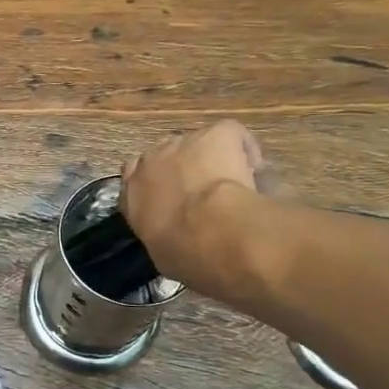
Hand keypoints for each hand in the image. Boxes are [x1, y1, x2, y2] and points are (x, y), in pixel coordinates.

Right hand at [120, 120, 267, 299]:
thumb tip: (179, 242)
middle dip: (183, 170)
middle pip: (166, 157)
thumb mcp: (163, 255)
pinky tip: (255, 170)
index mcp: (133, 193)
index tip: (173, 202)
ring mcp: (183, 143)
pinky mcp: (216, 133)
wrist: (212, 232)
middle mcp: (152, 161)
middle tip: (205, 195)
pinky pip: (230, 134)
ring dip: (212, 160)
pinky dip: (244, 148)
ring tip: (235, 184)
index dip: (157, 187)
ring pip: (198, 144)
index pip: (135, 178)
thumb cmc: (183, 253)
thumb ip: (164, 238)